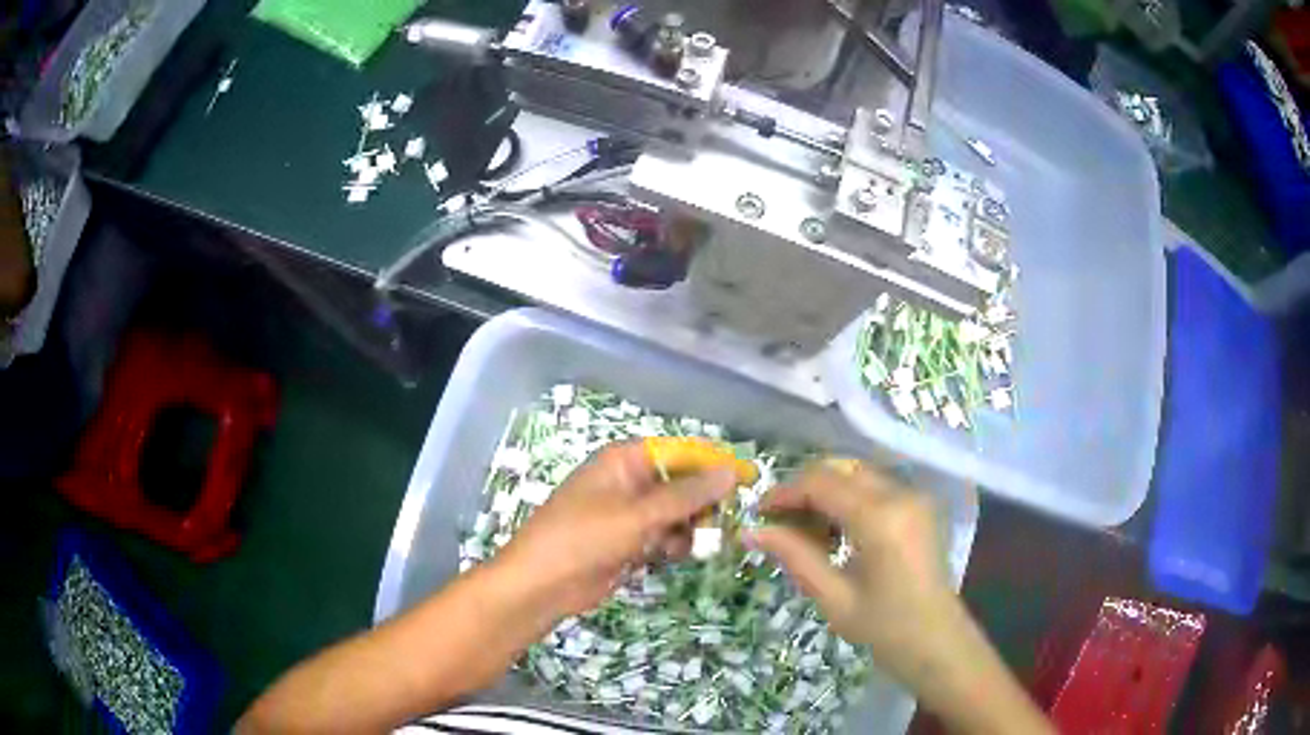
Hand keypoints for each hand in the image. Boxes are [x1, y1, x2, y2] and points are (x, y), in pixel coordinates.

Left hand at [493, 442, 735, 619]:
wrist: (542, 586)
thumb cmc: (584, 539)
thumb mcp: (638, 515)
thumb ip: (686, 495)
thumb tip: (729, 471)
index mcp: (624, 461)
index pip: (680, 451)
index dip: (713, 463)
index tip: (747, 478)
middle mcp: (628, 482)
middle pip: (680, 483)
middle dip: (701, 502)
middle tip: (721, 522)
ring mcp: (628, 514)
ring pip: (676, 513)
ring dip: (687, 528)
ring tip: (688, 544)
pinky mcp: (628, 542)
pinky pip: (663, 536)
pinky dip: (671, 545)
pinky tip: (669, 557)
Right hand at [744, 460, 953, 675]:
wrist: (937, 642)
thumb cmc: (884, 628)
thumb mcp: (833, 597)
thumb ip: (794, 556)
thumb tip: (752, 531)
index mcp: (880, 518)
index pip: (822, 483)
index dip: (785, 492)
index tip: (758, 513)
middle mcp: (901, 495)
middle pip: (841, 470)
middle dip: (805, 490)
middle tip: (778, 522)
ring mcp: (916, 497)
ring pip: (858, 475)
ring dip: (827, 493)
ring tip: (805, 531)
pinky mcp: (921, 506)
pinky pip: (876, 487)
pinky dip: (849, 499)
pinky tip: (836, 532)